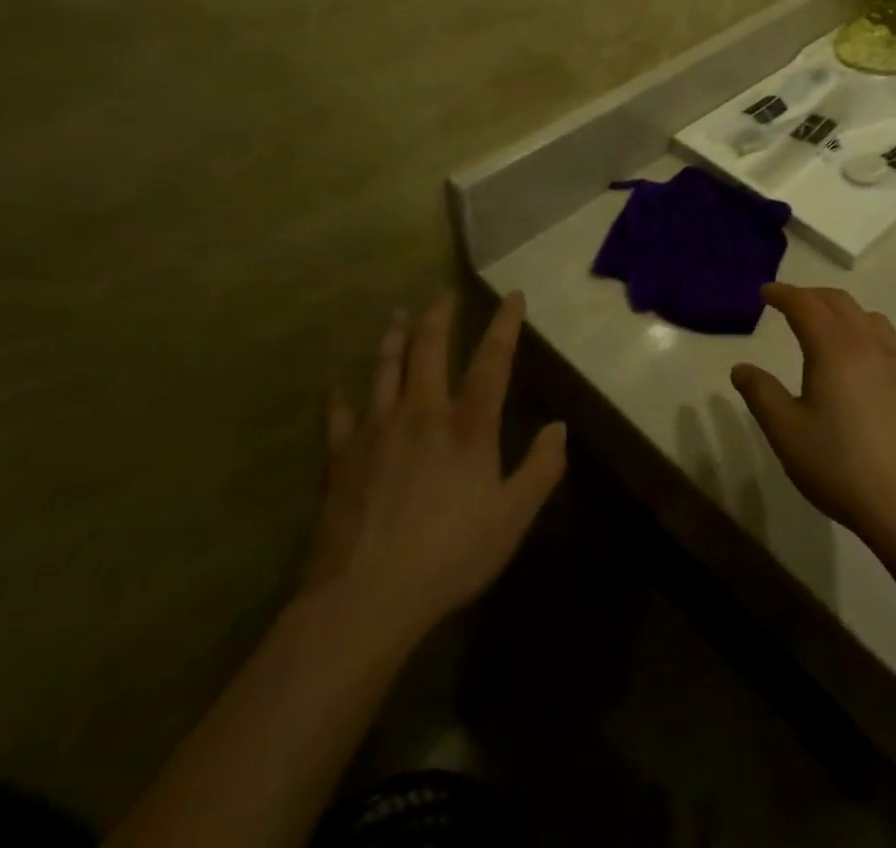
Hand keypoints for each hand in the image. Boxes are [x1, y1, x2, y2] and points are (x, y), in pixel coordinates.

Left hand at [301, 293, 566, 646]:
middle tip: (444, 296)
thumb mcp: (512, 518)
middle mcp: (421, 413)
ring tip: (397, 315)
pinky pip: (338, 416)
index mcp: (467, 426)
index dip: (504, 324)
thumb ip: (540, 469)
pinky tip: (335, 382)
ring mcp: (376, 431)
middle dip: (439, 317)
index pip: (492, 360)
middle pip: (429, 349)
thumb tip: (559, 427)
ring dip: (393, 338)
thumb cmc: (449, 557)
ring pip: (385, 369)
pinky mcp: (341, 457)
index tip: (511, 296)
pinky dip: (338, 395)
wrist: (365, 598)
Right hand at [731, 284, 895, 550]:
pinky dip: (866, 335)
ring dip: (841, 312)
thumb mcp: (786, 433)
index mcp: (834, 349)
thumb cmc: (840, 467)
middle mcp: (869, 345)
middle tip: (789, 304)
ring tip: (826, 328)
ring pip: (868, 318)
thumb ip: (761, 394)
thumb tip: (742, 368)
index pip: (805, 304)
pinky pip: (888, 342)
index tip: (765, 292)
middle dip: (810, 296)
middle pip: (838, 302)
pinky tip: (861, 366)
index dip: (783, 294)